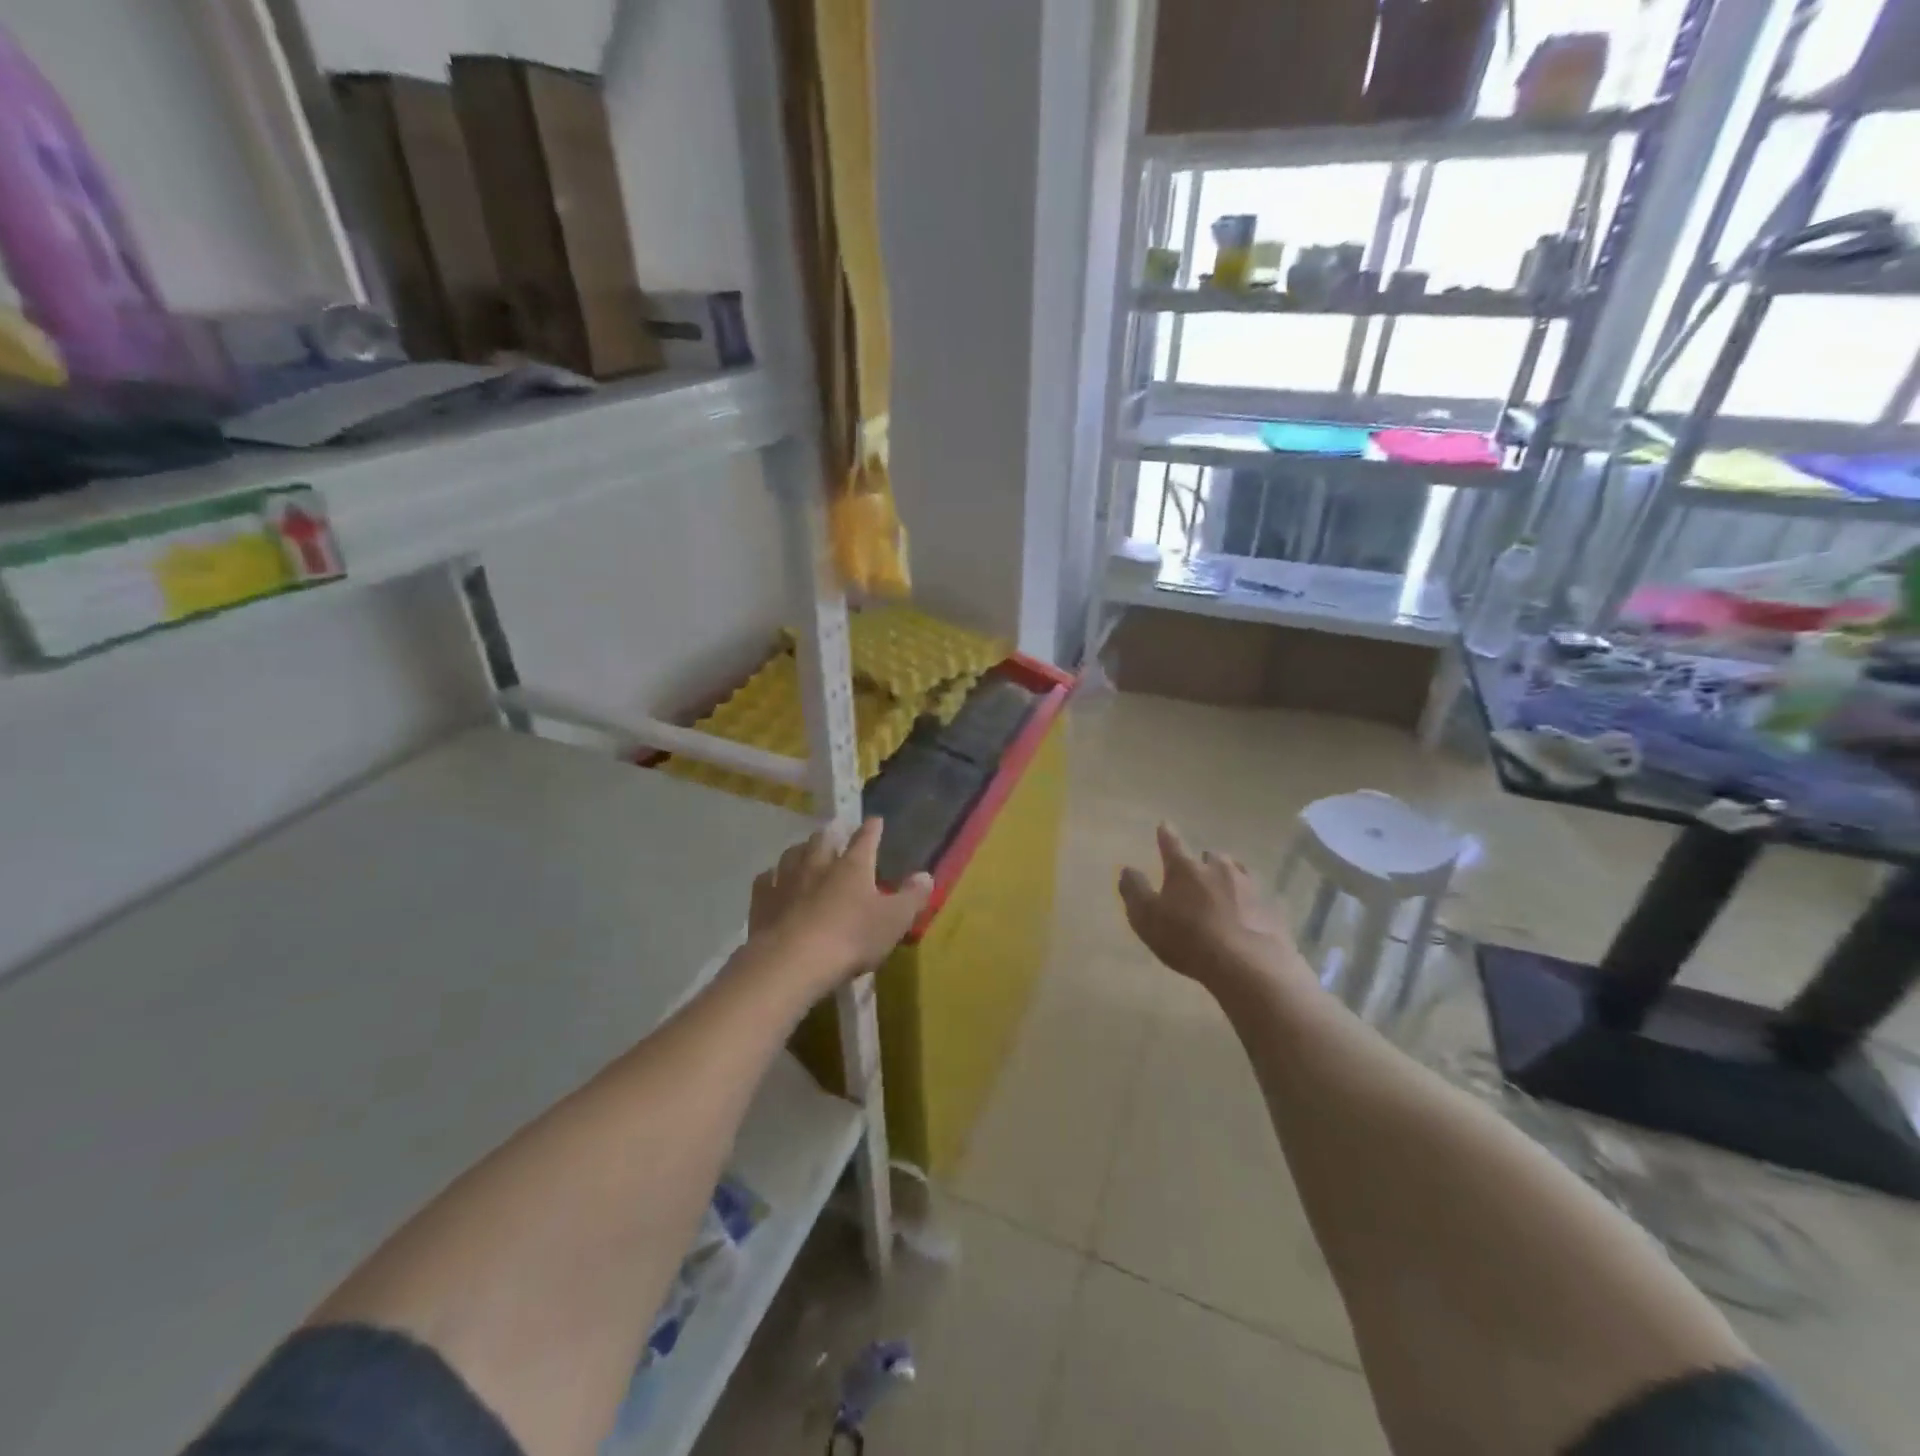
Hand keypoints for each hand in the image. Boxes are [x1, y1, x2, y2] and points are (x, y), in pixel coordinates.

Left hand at [747, 819, 933, 992]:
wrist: (793, 962)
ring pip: (793, 854)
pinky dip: (771, 876)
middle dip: (831, 834)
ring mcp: (787, 880)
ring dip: (801, 850)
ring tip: (804, 851)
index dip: (872, 829)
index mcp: (853, 866)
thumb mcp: (894, 921)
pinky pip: (765, 879)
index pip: (865, 839)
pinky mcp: (762, 901)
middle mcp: (819, 864)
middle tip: (835, 833)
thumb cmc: (851, 938)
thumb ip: (912, 897)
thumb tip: (926, 875)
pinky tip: (771, 879)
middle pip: (823, 839)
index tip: (875, 821)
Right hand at [1118, 824, 1307, 997]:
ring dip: (1228, 878)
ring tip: (1223, 893)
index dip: (1166, 834)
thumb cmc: (1187, 938)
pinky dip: (1249, 902)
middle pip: (1210, 856)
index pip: (1171, 843)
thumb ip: (1134, 891)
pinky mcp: (1270, 907)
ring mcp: (1249, 886)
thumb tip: (1127, 869)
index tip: (1164, 824)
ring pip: (1236, 872)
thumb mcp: (1146, 918)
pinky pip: (1257, 898)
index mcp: (1185, 868)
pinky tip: (1247, 916)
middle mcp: (1218, 868)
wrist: (1247, 965)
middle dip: (1202, 863)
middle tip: (1196, 877)